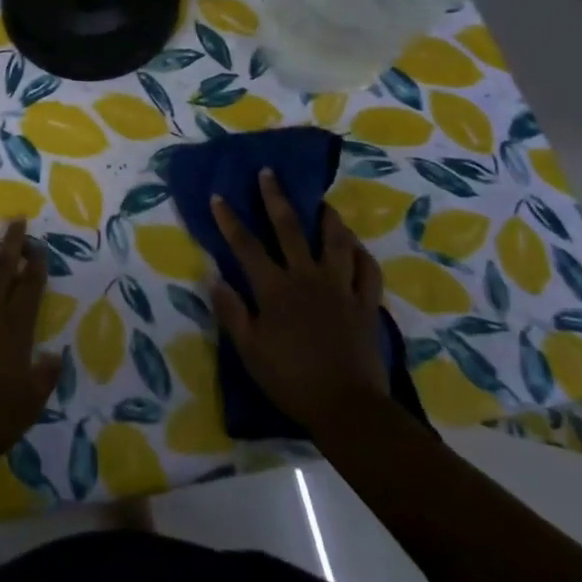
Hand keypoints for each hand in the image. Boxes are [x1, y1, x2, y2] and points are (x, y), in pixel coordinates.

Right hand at [211, 169, 389, 432]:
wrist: (348, 408)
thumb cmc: (291, 380)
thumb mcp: (249, 350)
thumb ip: (231, 311)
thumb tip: (213, 276)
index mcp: (274, 287)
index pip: (246, 246)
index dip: (230, 220)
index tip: (218, 196)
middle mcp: (307, 276)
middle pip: (289, 228)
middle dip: (275, 198)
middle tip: (269, 172)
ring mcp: (340, 287)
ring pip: (336, 241)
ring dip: (328, 218)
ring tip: (323, 204)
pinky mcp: (366, 303)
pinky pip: (368, 271)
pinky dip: (362, 255)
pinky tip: (357, 246)